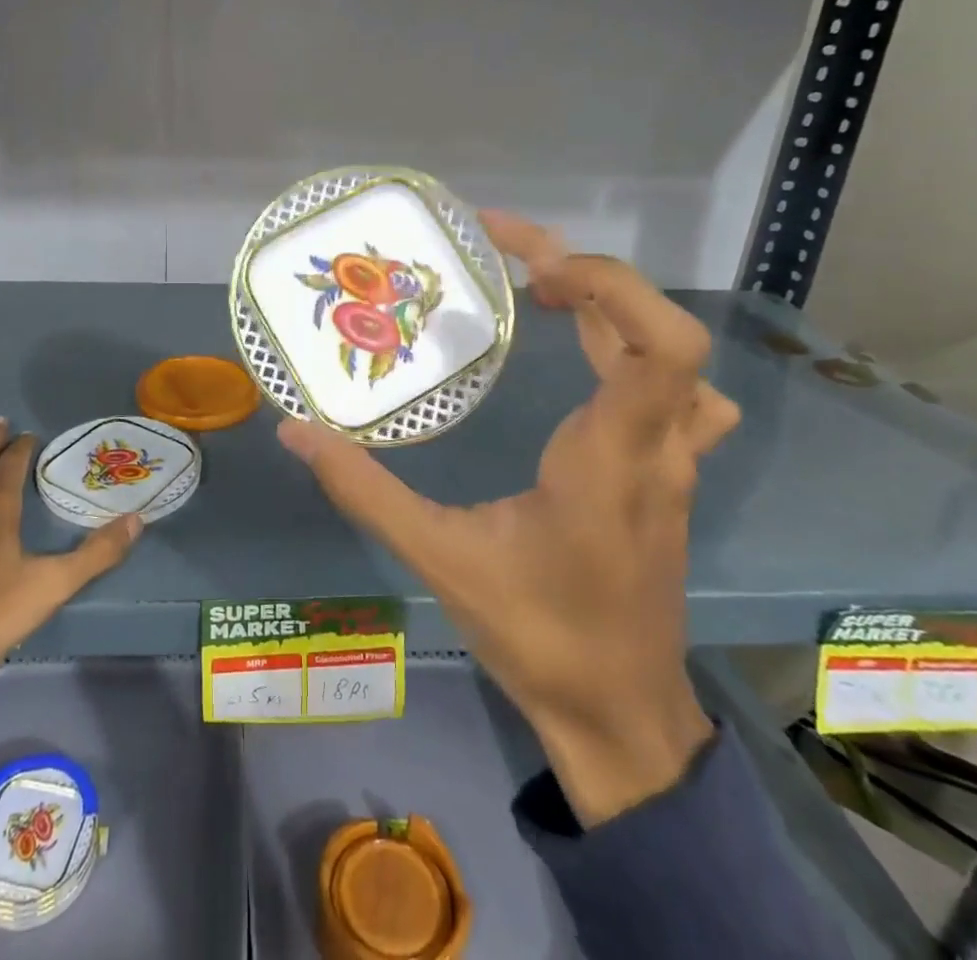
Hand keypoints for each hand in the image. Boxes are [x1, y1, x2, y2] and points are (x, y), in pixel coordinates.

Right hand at [278, 212, 738, 823]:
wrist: (620, 716)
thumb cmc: (538, 635)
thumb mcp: (439, 558)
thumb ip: (364, 490)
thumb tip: (295, 433)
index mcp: (610, 458)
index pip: (661, 346)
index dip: (609, 284)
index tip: (533, 271)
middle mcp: (656, 448)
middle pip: (664, 333)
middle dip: (591, 276)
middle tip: (515, 260)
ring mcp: (674, 463)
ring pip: (675, 360)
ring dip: (615, 310)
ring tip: (544, 293)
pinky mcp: (670, 478)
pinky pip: (680, 396)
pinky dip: (640, 356)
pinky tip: (595, 367)